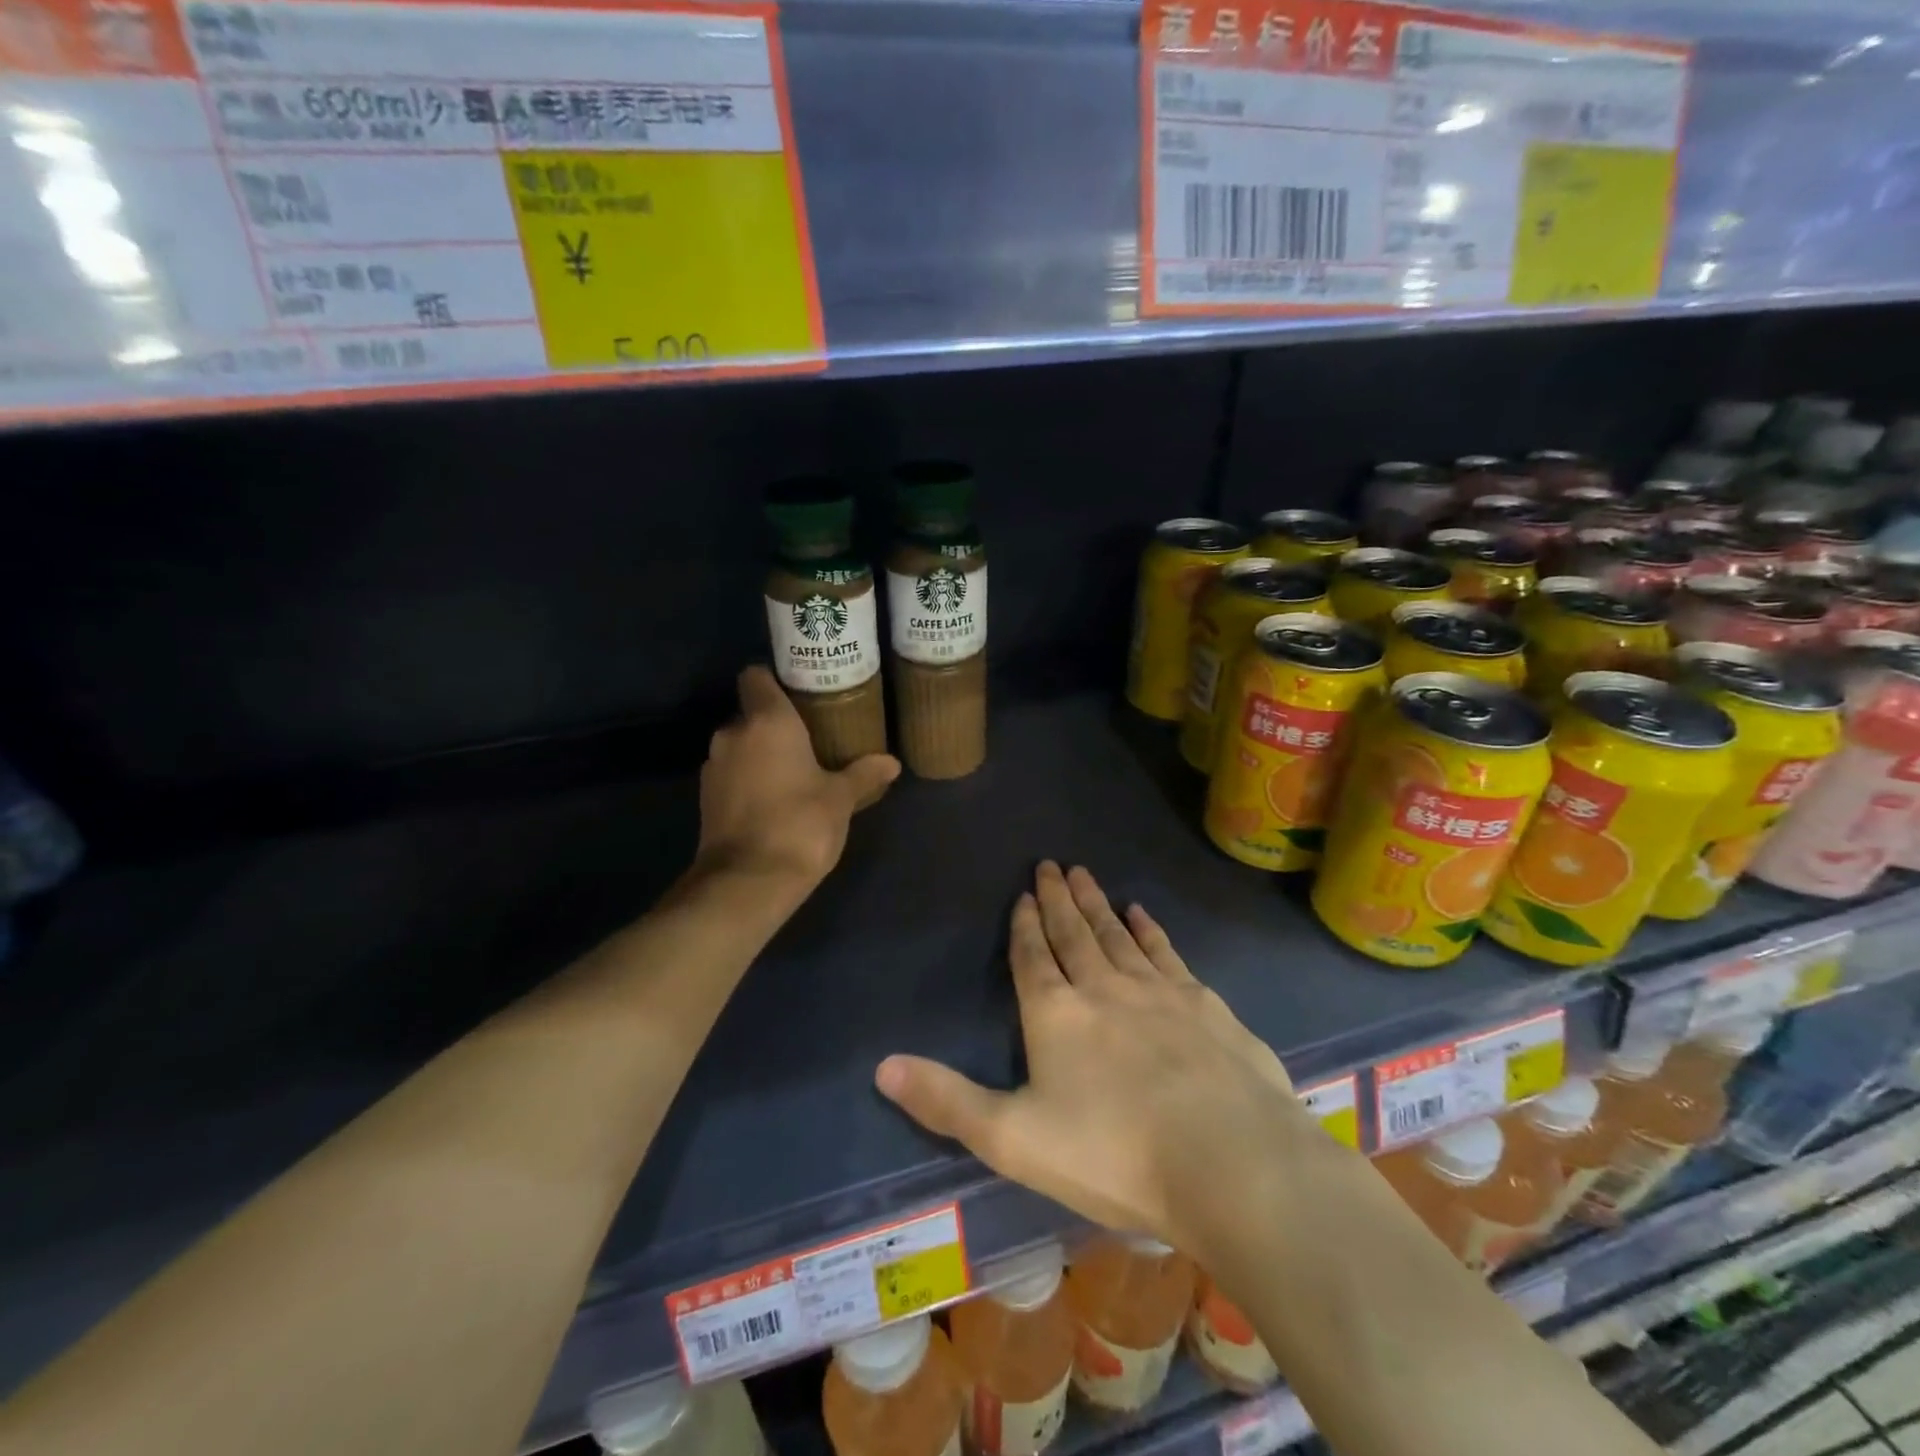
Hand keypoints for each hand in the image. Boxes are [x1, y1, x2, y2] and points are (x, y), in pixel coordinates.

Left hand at [694, 666, 900, 890]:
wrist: (747, 882)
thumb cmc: (800, 825)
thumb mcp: (841, 799)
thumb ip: (864, 774)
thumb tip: (892, 762)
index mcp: (767, 721)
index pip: (756, 676)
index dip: (775, 679)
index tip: (800, 692)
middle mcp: (733, 734)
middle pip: (751, 713)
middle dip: (776, 724)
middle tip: (810, 738)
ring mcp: (714, 766)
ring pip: (740, 745)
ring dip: (761, 754)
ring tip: (794, 772)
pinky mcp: (705, 797)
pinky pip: (732, 773)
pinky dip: (748, 779)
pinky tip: (774, 800)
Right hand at [875, 862, 1314, 1259]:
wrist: (1229, 1162)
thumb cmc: (1112, 1153)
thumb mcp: (1013, 1138)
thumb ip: (947, 1100)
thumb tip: (880, 1065)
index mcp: (1056, 1014)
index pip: (1032, 956)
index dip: (1023, 925)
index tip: (1022, 894)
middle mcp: (1104, 987)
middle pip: (1074, 933)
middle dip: (1058, 899)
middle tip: (1051, 864)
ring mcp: (1159, 991)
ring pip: (1117, 934)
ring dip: (1098, 904)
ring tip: (1085, 875)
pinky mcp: (1204, 1005)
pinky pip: (1166, 952)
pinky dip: (1149, 929)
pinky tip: (1142, 913)